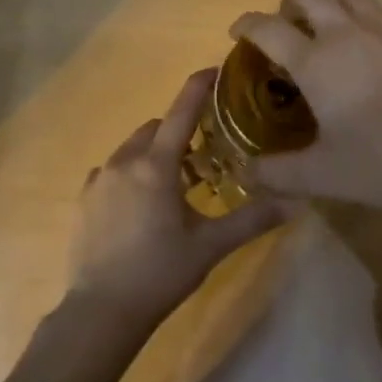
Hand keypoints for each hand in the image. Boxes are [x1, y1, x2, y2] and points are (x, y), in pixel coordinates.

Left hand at [68, 68, 290, 330]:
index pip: (181, 112)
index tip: (214, 70)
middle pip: (156, 128)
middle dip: (179, 131)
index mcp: (156, 166)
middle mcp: (124, 162)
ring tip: (174, 183)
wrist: (101, 312)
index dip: (198, 87)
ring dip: (154, 153)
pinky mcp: (84, 200)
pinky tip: (141, 203)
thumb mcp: (211, 245)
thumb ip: (253, 219)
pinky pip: (112, 171)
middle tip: (202, 156)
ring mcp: (99, 180)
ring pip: (132, 149)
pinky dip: (131, 173)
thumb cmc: (160, 272)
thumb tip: (297, 201)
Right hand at [230, 0, 381, 221]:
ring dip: (333, 6)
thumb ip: (276, 172)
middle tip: (287, 28)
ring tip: (333, 31)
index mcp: (317, 62)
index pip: (268, 28)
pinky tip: (380, 46)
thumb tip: (246, 172)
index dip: (247, 25)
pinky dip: (375, 20)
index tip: (239, 31)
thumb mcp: (321, 176)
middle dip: (290, 5)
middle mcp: (349, 34)